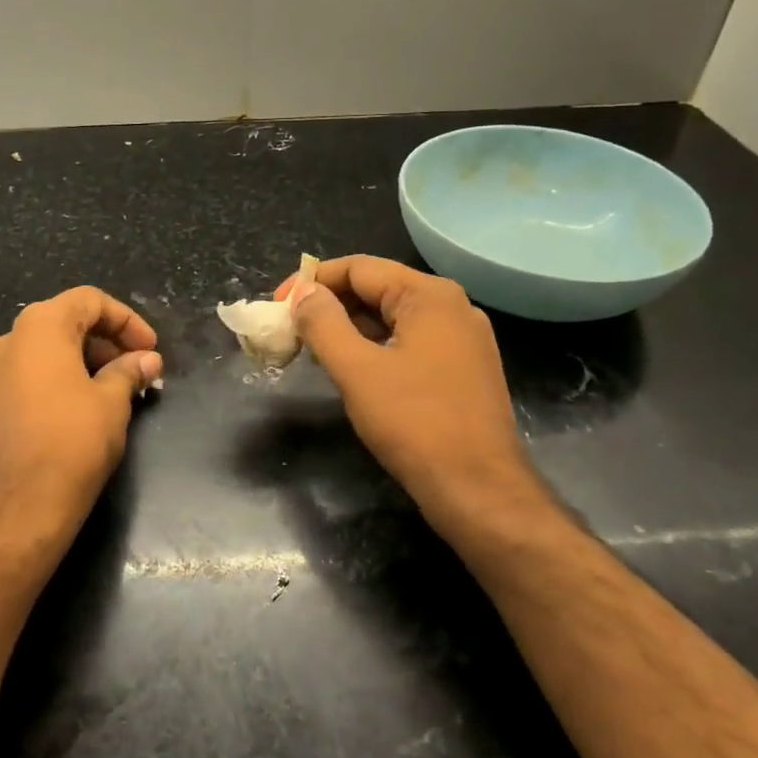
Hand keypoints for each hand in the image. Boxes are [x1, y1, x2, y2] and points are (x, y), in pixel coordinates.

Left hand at [0, 287, 162, 555]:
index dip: (126, 320)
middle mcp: (10, 340)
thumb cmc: (73, 442)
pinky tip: (86, 404)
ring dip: (87, 358)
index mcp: (40, 327)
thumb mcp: (112, 401)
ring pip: (48, 348)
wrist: (20, 507)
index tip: (150, 348)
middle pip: (66, 320)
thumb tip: (148, 360)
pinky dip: (62, 376)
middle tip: (138, 368)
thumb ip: (130, 371)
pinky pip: (32, 372)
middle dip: (108, 340)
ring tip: (118, 387)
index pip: (89, 300)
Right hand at [282, 255, 534, 536]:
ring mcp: (463, 339)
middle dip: (330, 305)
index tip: (278, 305)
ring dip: (350, 328)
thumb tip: (303, 293)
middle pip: (377, 289)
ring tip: (314, 350)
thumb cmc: (414, 424)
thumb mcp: (356, 370)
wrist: (479, 489)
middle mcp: (452, 306)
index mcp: (429, 296)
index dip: (312, 282)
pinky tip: (353, 369)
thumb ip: (323, 323)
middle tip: (291, 330)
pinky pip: (410, 341)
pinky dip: (376, 347)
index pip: (358, 268)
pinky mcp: (464, 368)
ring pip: (393, 318)